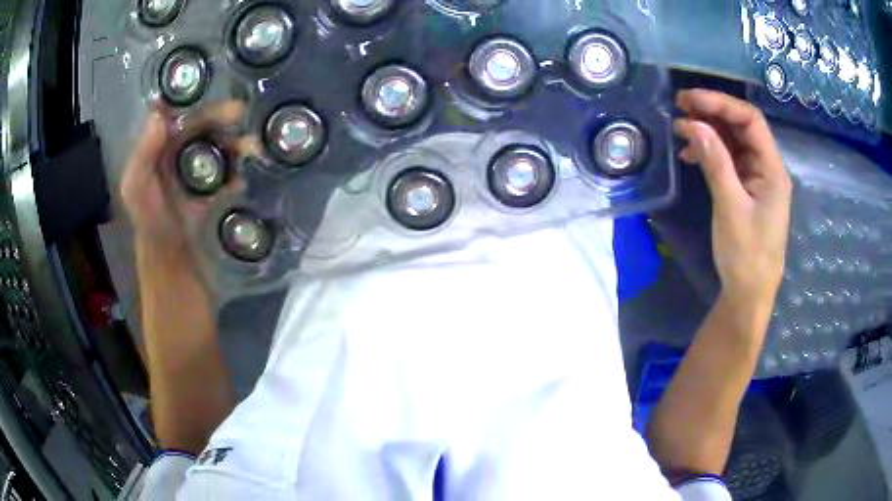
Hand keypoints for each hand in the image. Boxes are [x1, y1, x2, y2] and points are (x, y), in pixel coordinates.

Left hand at [120, 101, 253, 247]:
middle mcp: (178, 150)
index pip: (173, 113)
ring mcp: (196, 167)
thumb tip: (160, 113)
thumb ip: (144, 153)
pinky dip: (237, 172)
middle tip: (240, 112)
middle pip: (201, 124)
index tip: (206, 86)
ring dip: (236, 143)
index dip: (187, 98)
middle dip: (220, 115)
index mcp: (159, 146)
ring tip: (252, 148)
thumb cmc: (149, 218)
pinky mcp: (211, 185)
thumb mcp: (136, 187)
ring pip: (218, 144)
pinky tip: (241, 179)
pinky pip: (227, 172)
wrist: (169, 252)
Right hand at [674, 89, 791, 310]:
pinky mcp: (748, 190)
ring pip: (735, 142)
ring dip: (709, 132)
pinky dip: (711, 152)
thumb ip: (716, 163)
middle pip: (742, 127)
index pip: (750, 120)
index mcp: (772, 169)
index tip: (690, 100)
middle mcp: (767, 168)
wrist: (750, 293)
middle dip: (712, 113)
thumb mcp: (730, 208)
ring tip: (681, 129)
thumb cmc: (746, 255)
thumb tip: (694, 125)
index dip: (720, 104)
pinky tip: (691, 155)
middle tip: (680, 107)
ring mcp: (758, 179)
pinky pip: (730, 160)